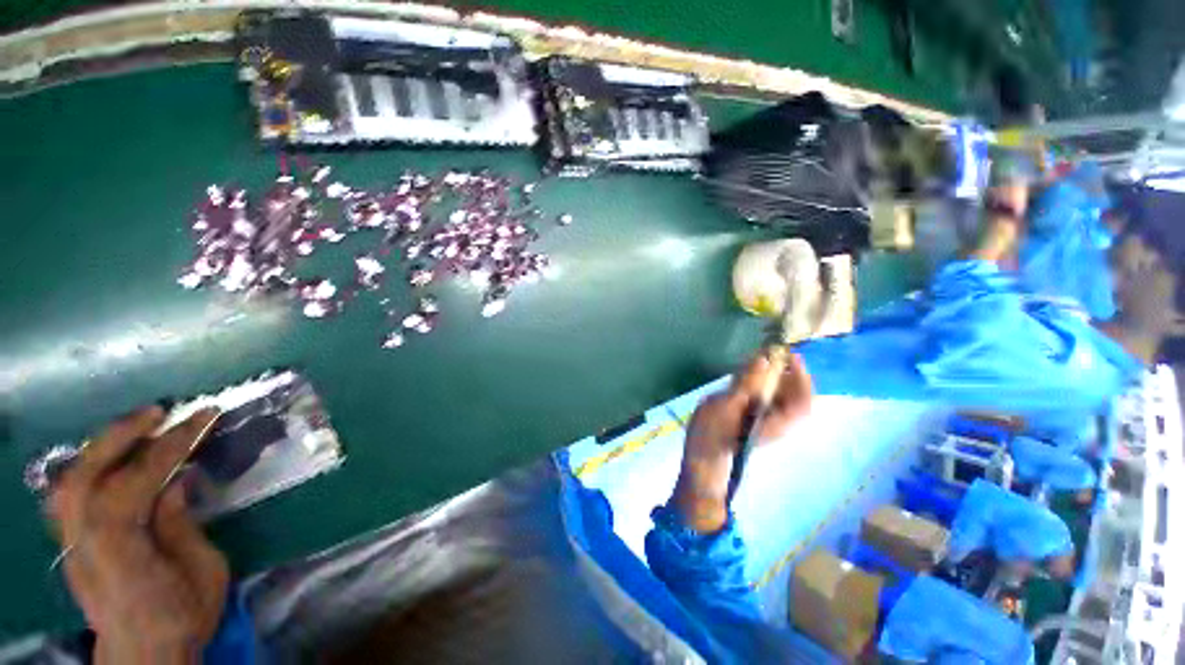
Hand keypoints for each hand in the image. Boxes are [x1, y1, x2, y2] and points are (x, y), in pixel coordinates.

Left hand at [47, 406, 228, 664]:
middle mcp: (85, 545)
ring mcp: (71, 545)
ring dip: (102, 446)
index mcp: (121, 555)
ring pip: (70, 481)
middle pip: (86, 477)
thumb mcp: (203, 572)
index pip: (135, 485)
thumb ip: (183, 525)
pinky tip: (112, 457)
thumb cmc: (182, 617)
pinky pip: (70, 494)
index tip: (203, 419)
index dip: (169, 447)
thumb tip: (177, 480)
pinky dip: (89, 466)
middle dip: (120, 436)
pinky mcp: (70, 544)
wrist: (144, 655)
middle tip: (160, 411)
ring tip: (137, 426)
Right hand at [671, 353, 812, 531]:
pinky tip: (750, 374)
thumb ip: (747, 383)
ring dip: (776, 376)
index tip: (790, 355)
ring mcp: (765, 420)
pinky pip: (767, 397)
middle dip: (788, 372)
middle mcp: (777, 422)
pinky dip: (763, 382)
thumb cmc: (712, 434)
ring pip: (781, 395)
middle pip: (794, 395)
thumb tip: (764, 359)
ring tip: (762, 359)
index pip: (803, 400)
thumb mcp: (727, 405)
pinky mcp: (753, 417)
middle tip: (775, 353)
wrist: (702, 456)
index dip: (802, 376)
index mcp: (776, 421)